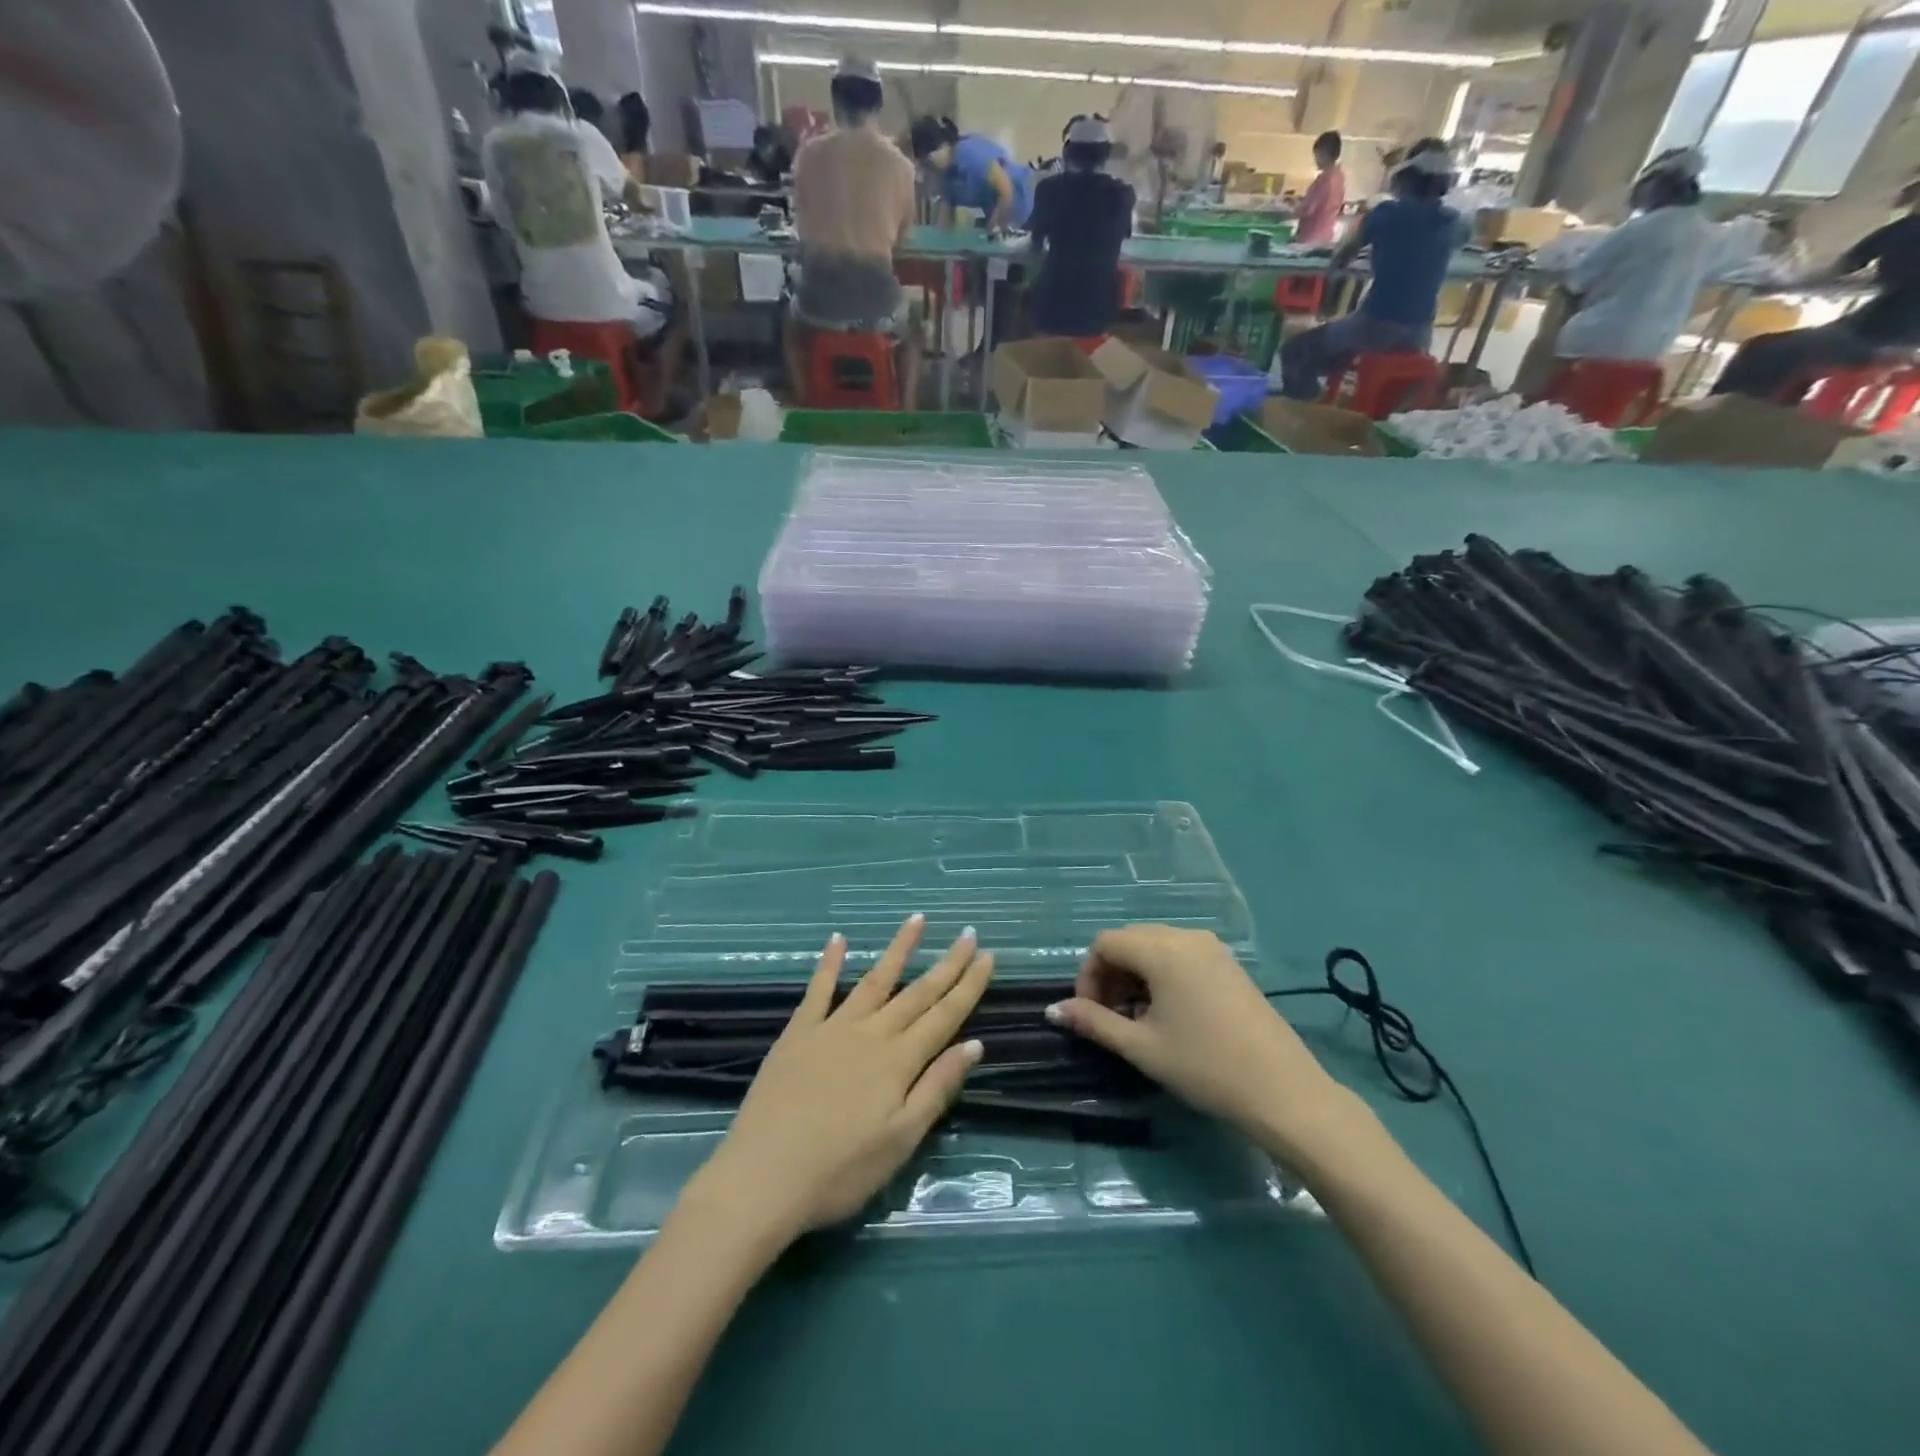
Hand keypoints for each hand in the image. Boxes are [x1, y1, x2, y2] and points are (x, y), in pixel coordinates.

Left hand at [686, 915, 992, 1243]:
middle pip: (917, 992)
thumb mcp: (901, 1140)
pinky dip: (829, 963)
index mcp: (900, 1061)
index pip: (944, 1015)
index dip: (969, 985)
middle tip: (968, 934)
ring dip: (898, 949)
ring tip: (917, 919)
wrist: (763, 1178)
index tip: (987, 956)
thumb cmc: (840, 1171)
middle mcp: (871, 1033)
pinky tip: (838, 939)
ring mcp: (832, 1028)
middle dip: (947, 963)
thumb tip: (974, 1044)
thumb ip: (937, 1088)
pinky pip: (818, 990)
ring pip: (875, 980)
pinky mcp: (798, 1033)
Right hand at [1046, 924, 1354, 1159]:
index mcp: (1162, 950)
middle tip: (1109, 1017)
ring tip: (1136, 1019)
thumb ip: (1094, 1022)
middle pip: (1130, 940)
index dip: (1088, 975)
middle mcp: (1187, 937)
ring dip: (1135, 975)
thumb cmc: (1205, 1067)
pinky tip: (1168, 1014)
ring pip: (1156, 947)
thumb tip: (1053, 1010)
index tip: (1089, 1014)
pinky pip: (1181, 955)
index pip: (1105, 943)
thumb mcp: (1142, 1047)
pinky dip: (1161, 975)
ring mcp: (1213, 949)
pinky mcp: (1229, 966)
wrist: (1284, 1092)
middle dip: (1110, 974)